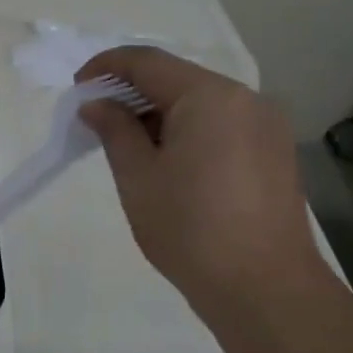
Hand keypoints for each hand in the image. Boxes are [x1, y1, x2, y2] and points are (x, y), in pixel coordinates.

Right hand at [77, 46, 325, 315]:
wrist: (265, 289)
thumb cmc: (190, 229)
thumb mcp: (138, 177)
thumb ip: (115, 130)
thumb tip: (97, 105)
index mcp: (210, 96)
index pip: (148, 62)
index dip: (106, 67)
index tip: (77, 88)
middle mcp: (245, 99)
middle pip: (178, 80)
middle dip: (133, 93)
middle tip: (97, 121)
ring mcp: (267, 126)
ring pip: (201, 104)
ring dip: (160, 114)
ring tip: (129, 147)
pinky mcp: (275, 153)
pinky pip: (222, 126)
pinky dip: (189, 132)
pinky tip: (169, 163)